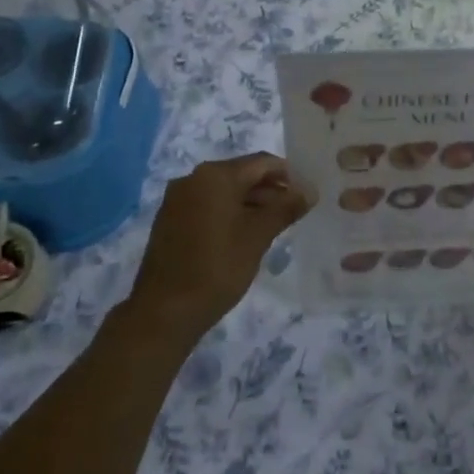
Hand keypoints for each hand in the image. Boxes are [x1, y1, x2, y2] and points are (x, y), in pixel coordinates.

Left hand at [128, 154, 310, 341]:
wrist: (164, 311)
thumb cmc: (217, 267)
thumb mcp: (258, 236)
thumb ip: (286, 208)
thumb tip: (310, 190)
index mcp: (215, 175)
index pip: (262, 162)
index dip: (289, 175)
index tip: (307, 195)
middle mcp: (193, 178)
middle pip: (242, 174)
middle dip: (270, 189)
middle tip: (295, 212)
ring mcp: (178, 199)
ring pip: (224, 191)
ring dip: (251, 203)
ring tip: (274, 225)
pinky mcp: (170, 220)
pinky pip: (208, 205)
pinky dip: (229, 213)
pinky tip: (244, 235)